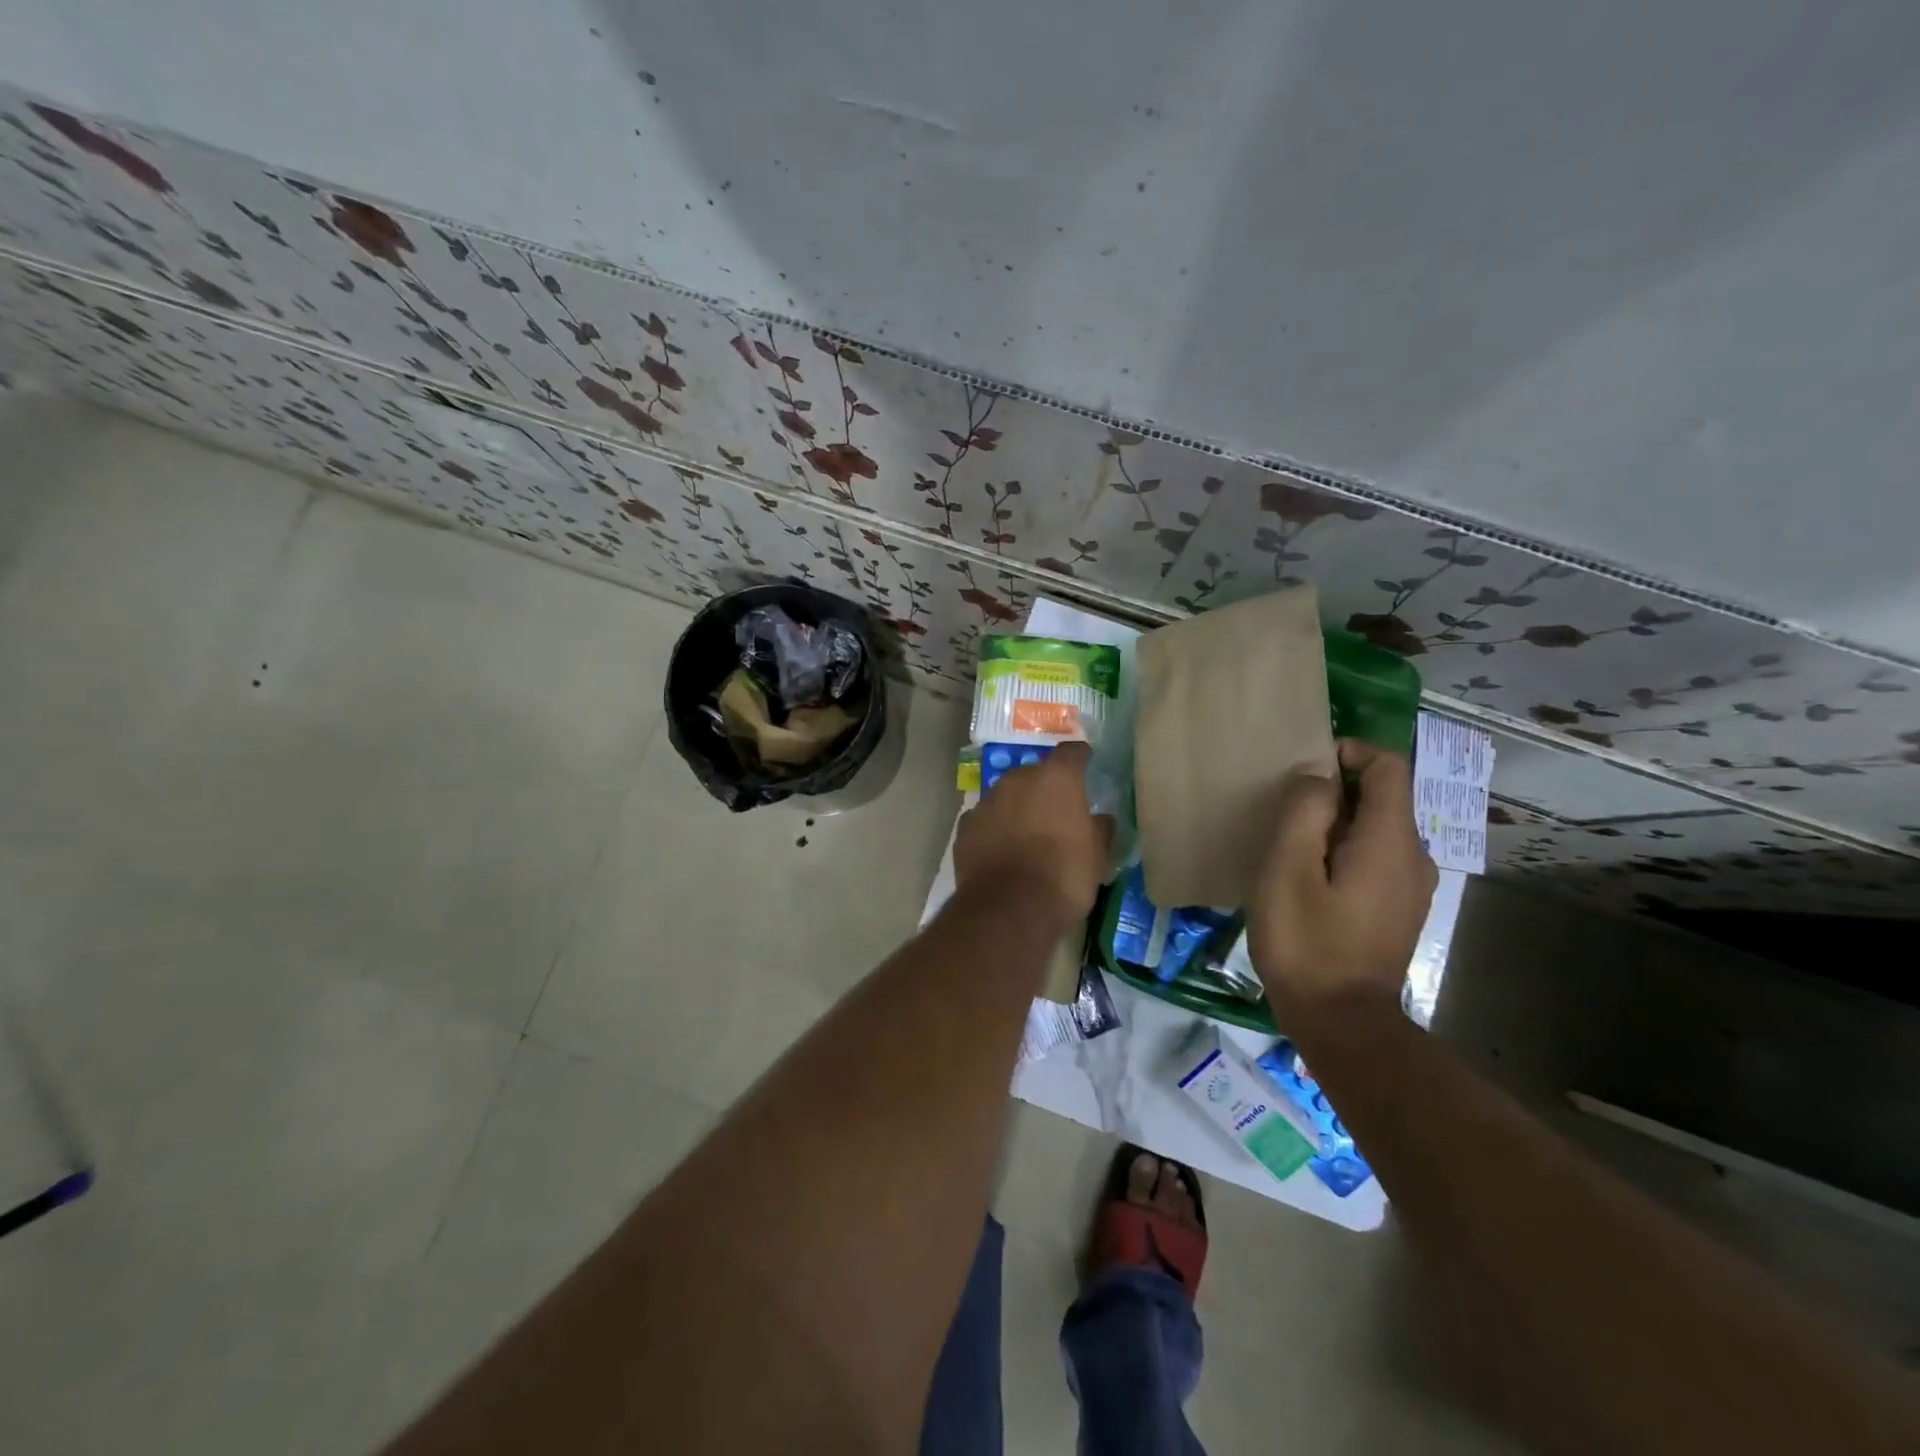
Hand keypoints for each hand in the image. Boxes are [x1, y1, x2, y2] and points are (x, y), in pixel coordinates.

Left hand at [954, 741, 1113, 928]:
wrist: (1008, 909)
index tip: (1086, 764)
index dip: (1080, 758)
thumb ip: (1100, 829)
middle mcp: (1018, 780)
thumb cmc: (1064, 876)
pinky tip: (1000, 851)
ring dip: (1016, 809)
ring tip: (1026, 836)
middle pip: (1034, 774)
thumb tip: (1100, 819)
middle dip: (1044, 788)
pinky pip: (985, 820)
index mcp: (1056, 778)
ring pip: (1006, 796)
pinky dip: (993, 830)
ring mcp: (987, 801)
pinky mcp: (965, 827)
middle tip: (1055, 812)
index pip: (1072, 753)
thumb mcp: (1097, 856)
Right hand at [1246, 739, 1436, 1026]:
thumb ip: (1304, 811)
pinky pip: (1376, 857)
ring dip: (1336, 822)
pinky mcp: (1398, 909)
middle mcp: (1413, 855)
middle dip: (1336, 789)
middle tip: (1284, 810)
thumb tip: (1316, 774)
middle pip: (1383, 796)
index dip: (1349, 752)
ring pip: (1377, 828)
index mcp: (1390, 839)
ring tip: (1291, 844)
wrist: (1342, 1023)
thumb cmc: (1307, 942)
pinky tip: (1309, 878)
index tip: (1304, 770)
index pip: (1388, 765)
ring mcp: (1411, 886)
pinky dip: (1345, 849)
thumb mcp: (1288, 869)